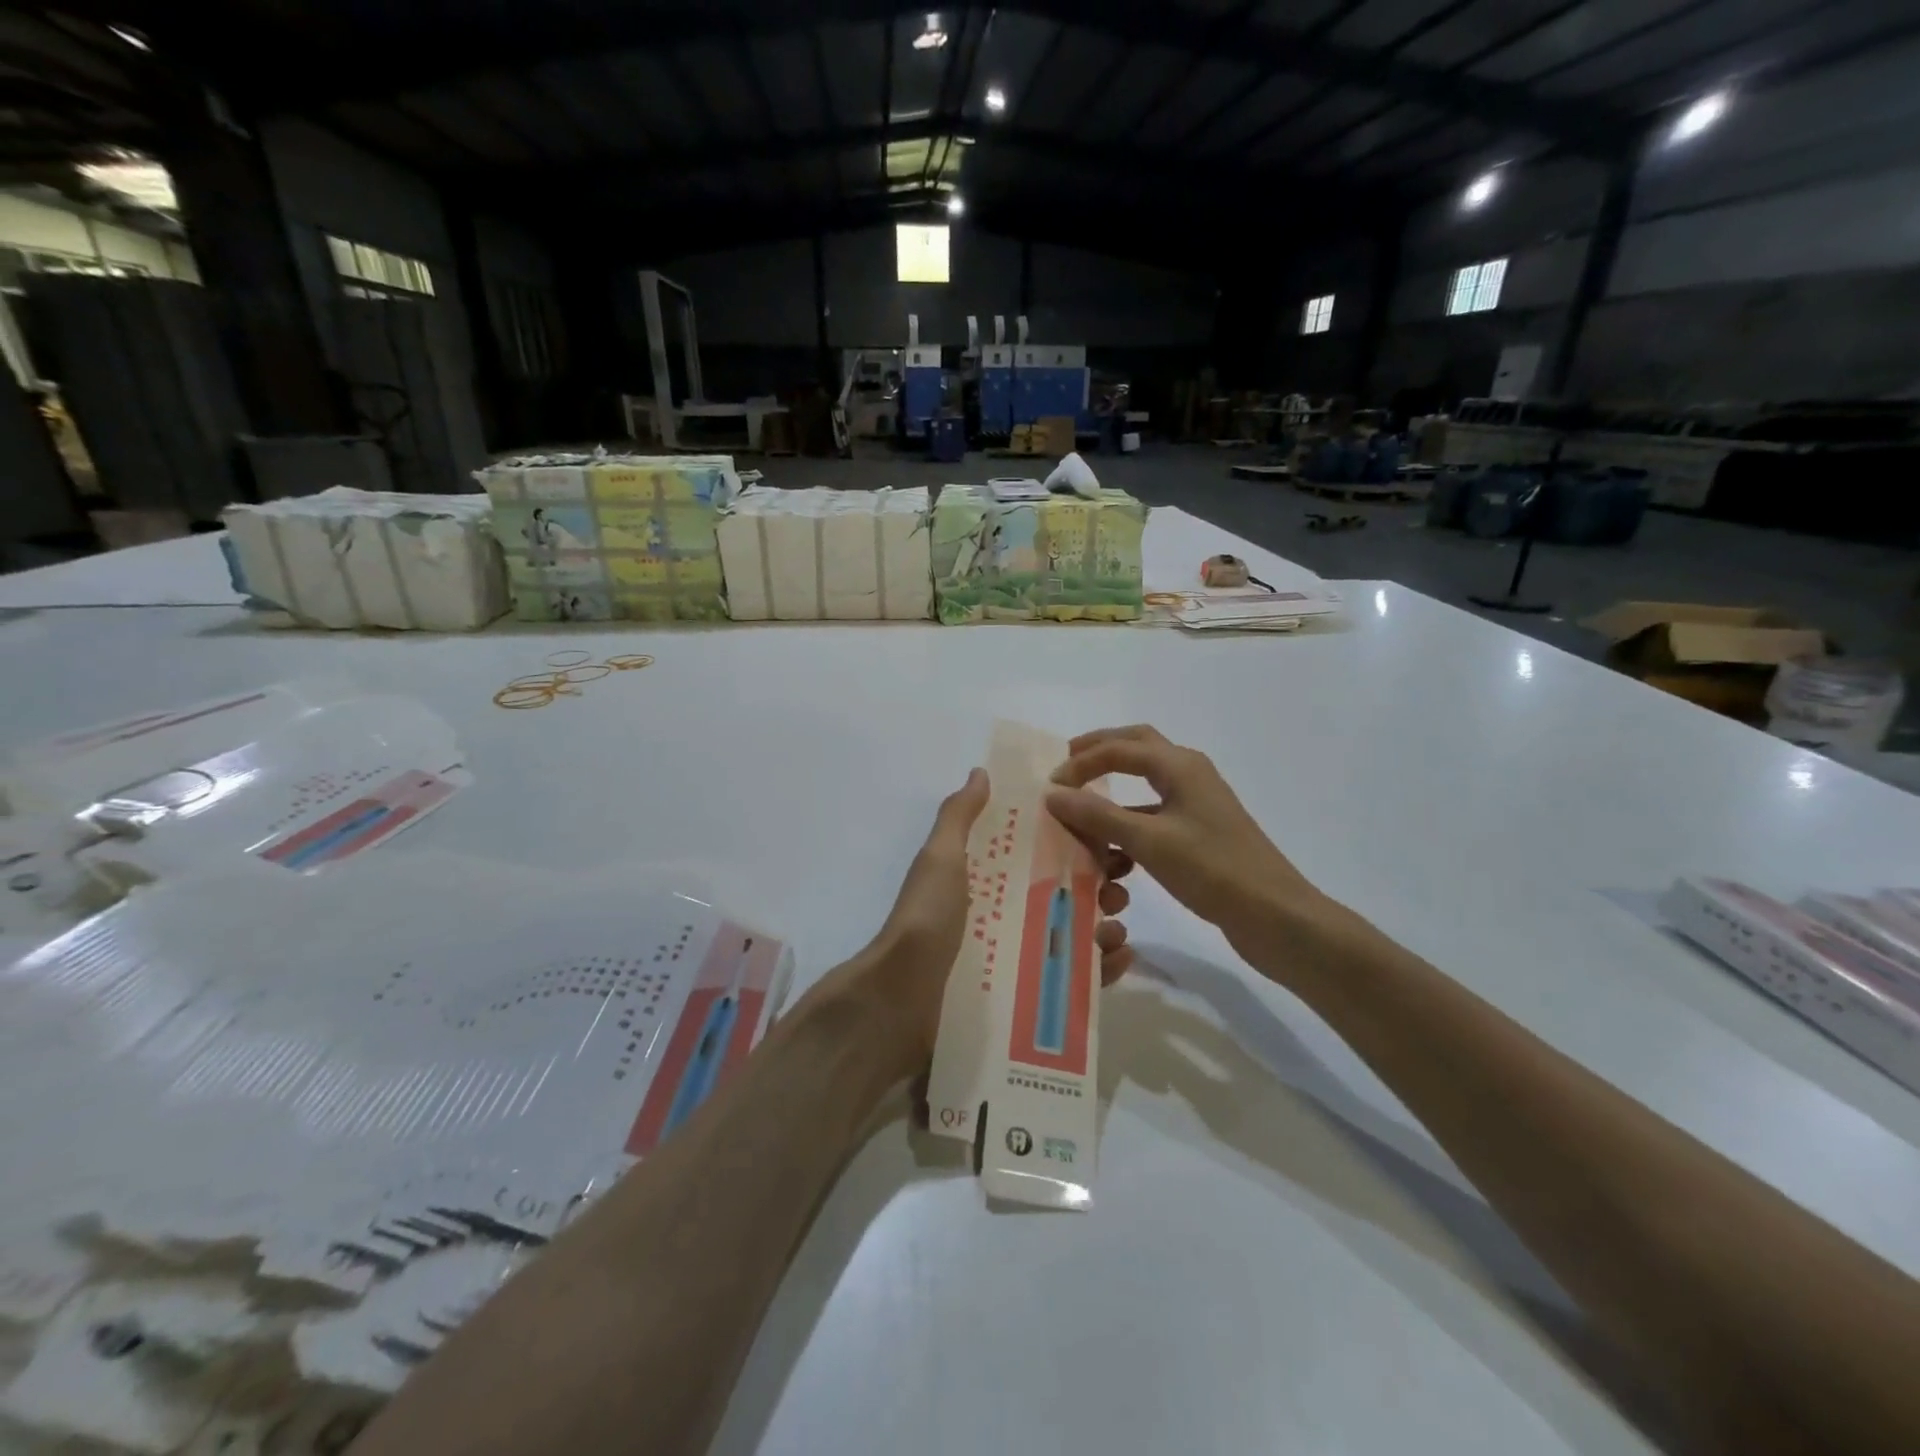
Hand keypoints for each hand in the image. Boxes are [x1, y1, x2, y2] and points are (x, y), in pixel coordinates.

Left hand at [853, 768, 1133, 1067]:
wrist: (903, 999)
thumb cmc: (927, 918)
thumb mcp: (939, 858)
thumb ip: (959, 816)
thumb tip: (981, 772)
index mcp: (988, 876)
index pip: (1041, 850)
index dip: (1076, 841)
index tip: (1107, 836)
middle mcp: (1006, 910)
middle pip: (1065, 890)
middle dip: (1099, 883)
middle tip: (1119, 887)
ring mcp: (1018, 954)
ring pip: (1075, 932)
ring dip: (1106, 923)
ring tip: (1117, 925)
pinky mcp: (1029, 994)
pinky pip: (1075, 979)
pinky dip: (1103, 968)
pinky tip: (1119, 957)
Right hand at [1045, 726, 1327, 961]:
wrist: (1274, 915)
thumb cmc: (1212, 870)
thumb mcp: (1148, 841)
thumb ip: (1098, 815)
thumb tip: (1053, 793)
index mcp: (1179, 765)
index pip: (1118, 747)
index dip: (1080, 763)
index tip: (1050, 788)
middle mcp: (1189, 774)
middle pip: (1135, 746)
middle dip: (1097, 753)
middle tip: (1065, 766)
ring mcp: (1196, 803)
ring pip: (1144, 781)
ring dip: (1112, 790)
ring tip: (1081, 808)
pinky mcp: (1199, 831)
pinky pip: (1153, 814)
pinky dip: (1128, 823)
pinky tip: (1112, 851)